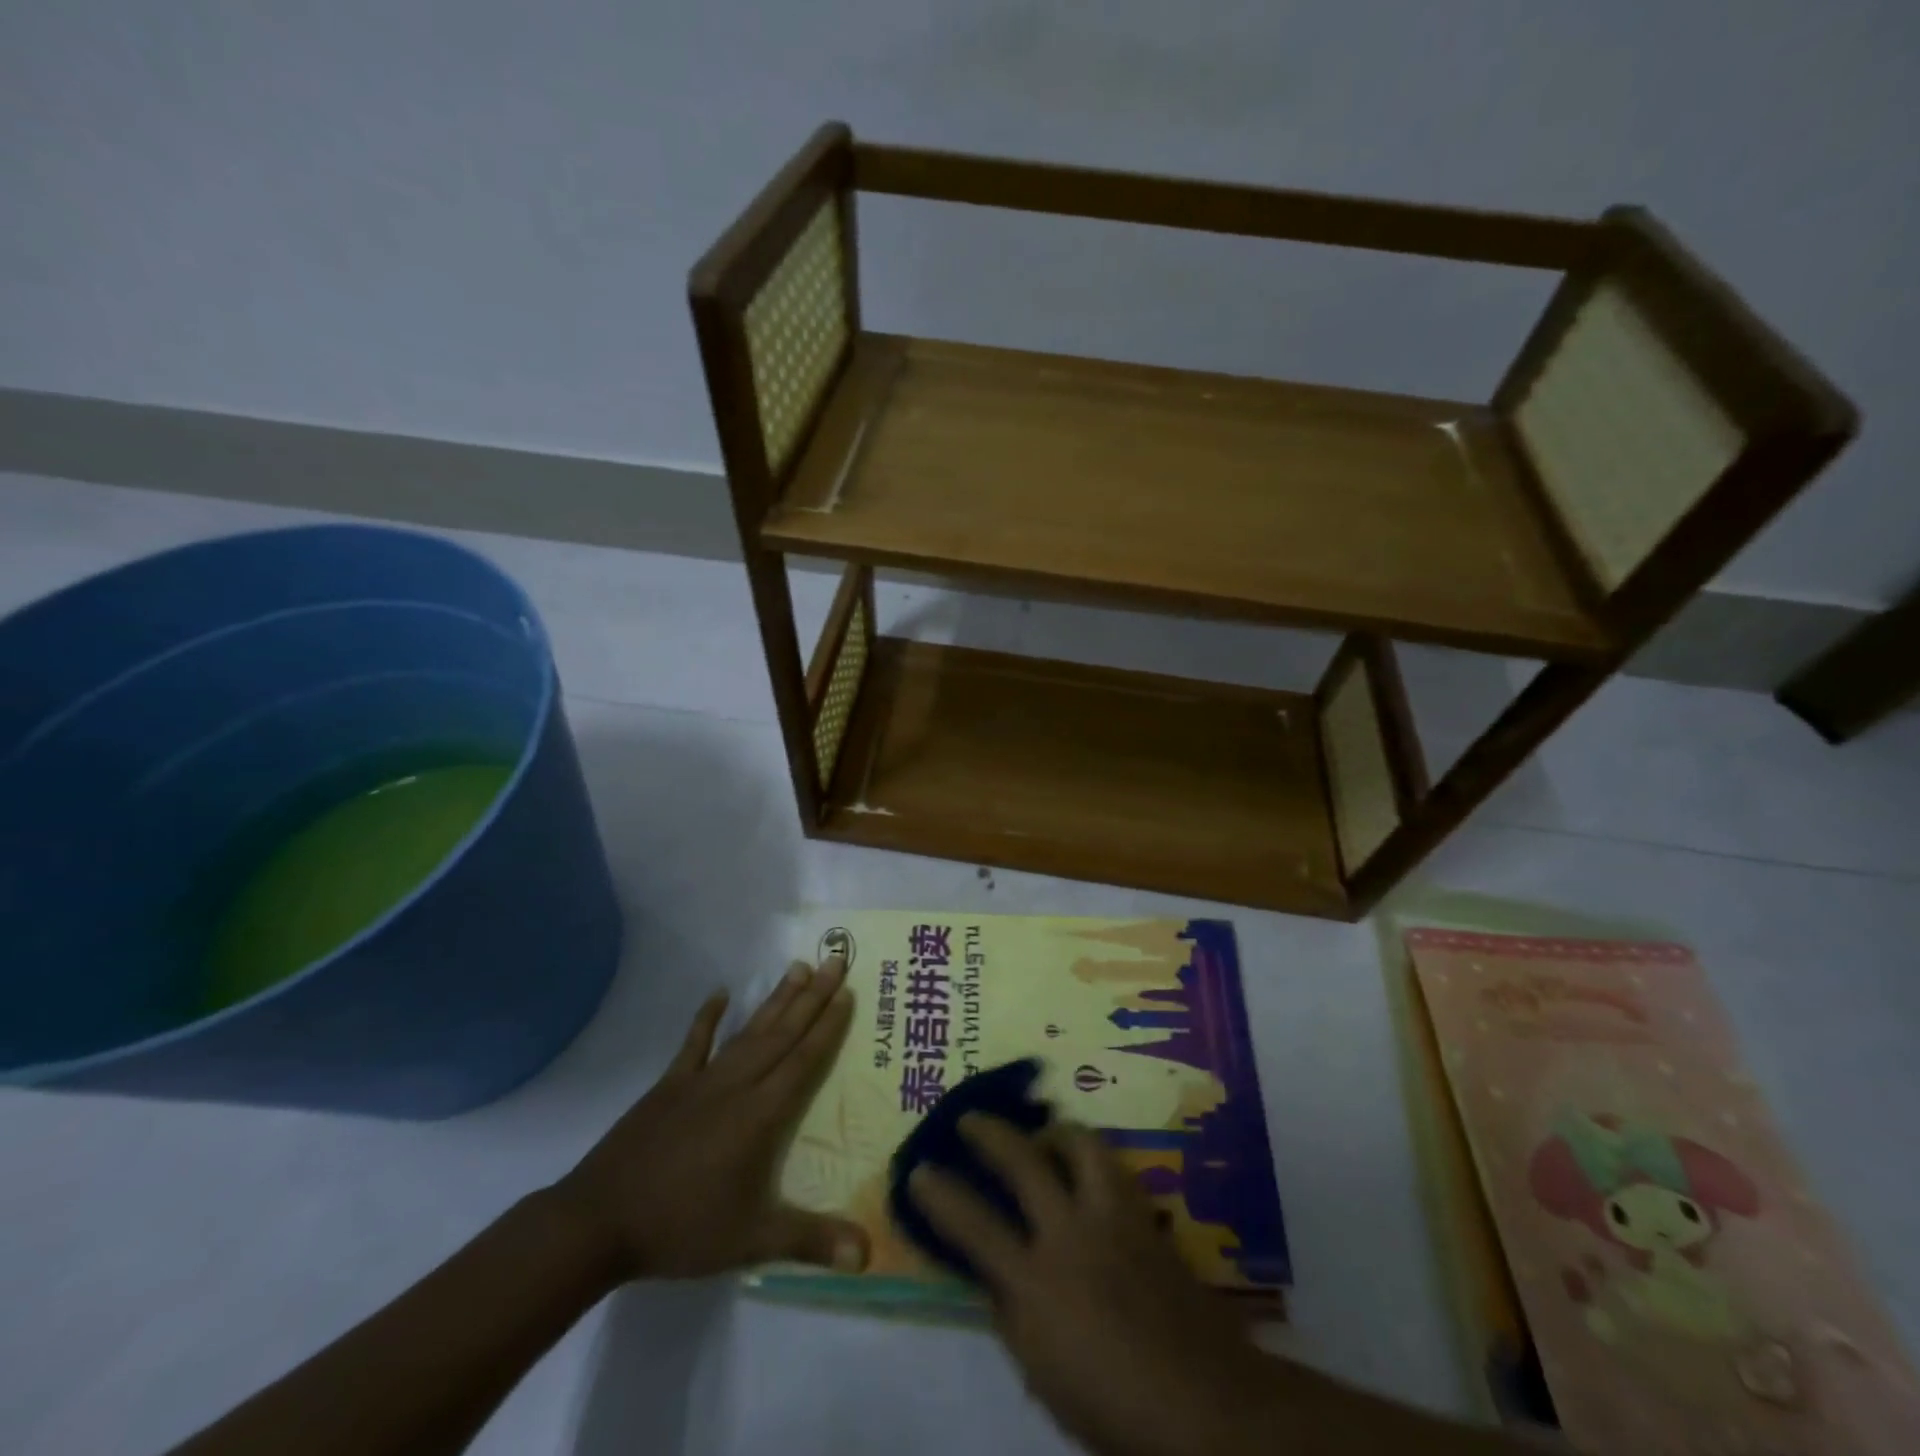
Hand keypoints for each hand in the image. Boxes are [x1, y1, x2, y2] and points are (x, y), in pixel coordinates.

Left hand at [553, 956, 868, 1281]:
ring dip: (775, 999)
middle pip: (782, 1033)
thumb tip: (868, 1254)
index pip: (803, 1060)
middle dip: (812, 996)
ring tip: (797, 967)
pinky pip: (694, 1044)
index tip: (846, 992)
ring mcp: (701, 1081)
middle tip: (834, 960)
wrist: (599, 1222)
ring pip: (749, 1031)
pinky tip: (721, 994)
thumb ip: (810, 1241)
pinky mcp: (670, 1085)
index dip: (827, 1026)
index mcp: (760, 1114)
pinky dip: (708, 1018)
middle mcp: (737, 1085)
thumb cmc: (681, 1228)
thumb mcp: (751, 1240)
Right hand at [909, 1116, 1288, 1455]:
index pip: (975, 1225)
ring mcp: (1113, 1217)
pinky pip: (1113, 1168)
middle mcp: (1071, 1233)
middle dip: (990, 1132)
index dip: (941, 1194)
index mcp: (1037, 1282)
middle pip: (1024, 1160)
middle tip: (972, 1117)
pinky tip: (1088, 1170)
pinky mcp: (1146, 1216)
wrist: (1206, 1403)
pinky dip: (1092, 1160)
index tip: (920, 1170)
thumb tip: (996, 1273)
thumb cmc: (1112, 1403)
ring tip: (1043, 1136)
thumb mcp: (1043, 1376)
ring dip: (1054, 1133)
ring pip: (1081, 1143)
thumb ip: (1014, 1315)